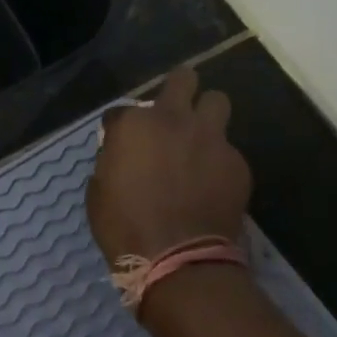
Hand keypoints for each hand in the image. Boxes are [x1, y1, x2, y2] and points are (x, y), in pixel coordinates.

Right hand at [87, 66, 251, 262]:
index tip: (120, 142)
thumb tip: (121, 154)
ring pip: (217, 101)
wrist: (178, 259)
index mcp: (134, 125)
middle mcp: (174, 120)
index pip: (122, 109)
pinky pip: (228, 148)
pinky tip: (211, 182)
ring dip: (206, 114)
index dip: (119, 126)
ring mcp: (211, 138)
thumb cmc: (124, 226)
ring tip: (199, 138)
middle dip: (178, 88)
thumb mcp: (99, 191)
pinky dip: (218, 159)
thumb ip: (111, 160)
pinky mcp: (237, 162)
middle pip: (184, 78)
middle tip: (172, 110)